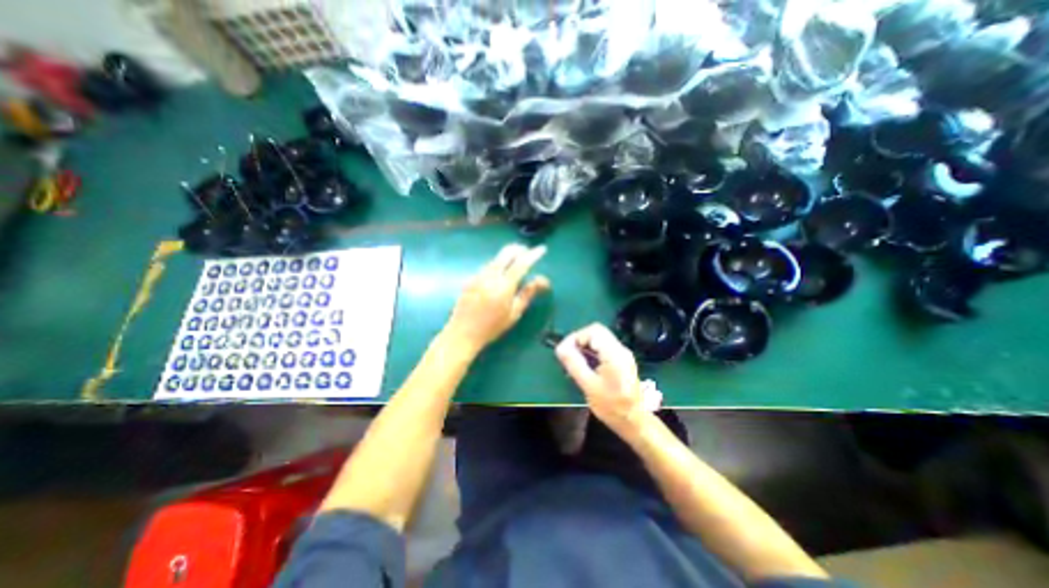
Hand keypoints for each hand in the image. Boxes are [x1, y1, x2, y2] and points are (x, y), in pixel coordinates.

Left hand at [442, 241, 551, 353]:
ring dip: (508, 255)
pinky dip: (497, 263)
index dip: (533, 255)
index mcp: (504, 286)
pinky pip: (487, 265)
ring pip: (496, 258)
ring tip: (516, 260)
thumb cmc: (492, 327)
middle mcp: (491, 276)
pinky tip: (500, 271)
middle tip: (528, 251)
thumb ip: (527, 294)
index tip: (542, 249)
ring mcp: (479, 276)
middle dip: (519, 249)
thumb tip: (540, 280)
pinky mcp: (471, 278)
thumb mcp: (514, 313)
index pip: (522, 264)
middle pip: (506, 253)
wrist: (463, 332)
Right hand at [553, 324, 653, 437]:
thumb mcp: (588, 385)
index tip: (565, 351)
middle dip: (579, 342)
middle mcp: (620, 349)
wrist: (633, 422)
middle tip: (569, 357)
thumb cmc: (611, 406)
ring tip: (575, 364)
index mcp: (614, 353)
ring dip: (585, 348)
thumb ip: (574, 363)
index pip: (593, 330)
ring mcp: (622, 355)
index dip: (576, 337)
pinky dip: (592, 353)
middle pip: (596, 332)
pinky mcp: (622, 361)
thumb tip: (560, 347)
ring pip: (599, 340)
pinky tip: (586, 368)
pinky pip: (603, 348)